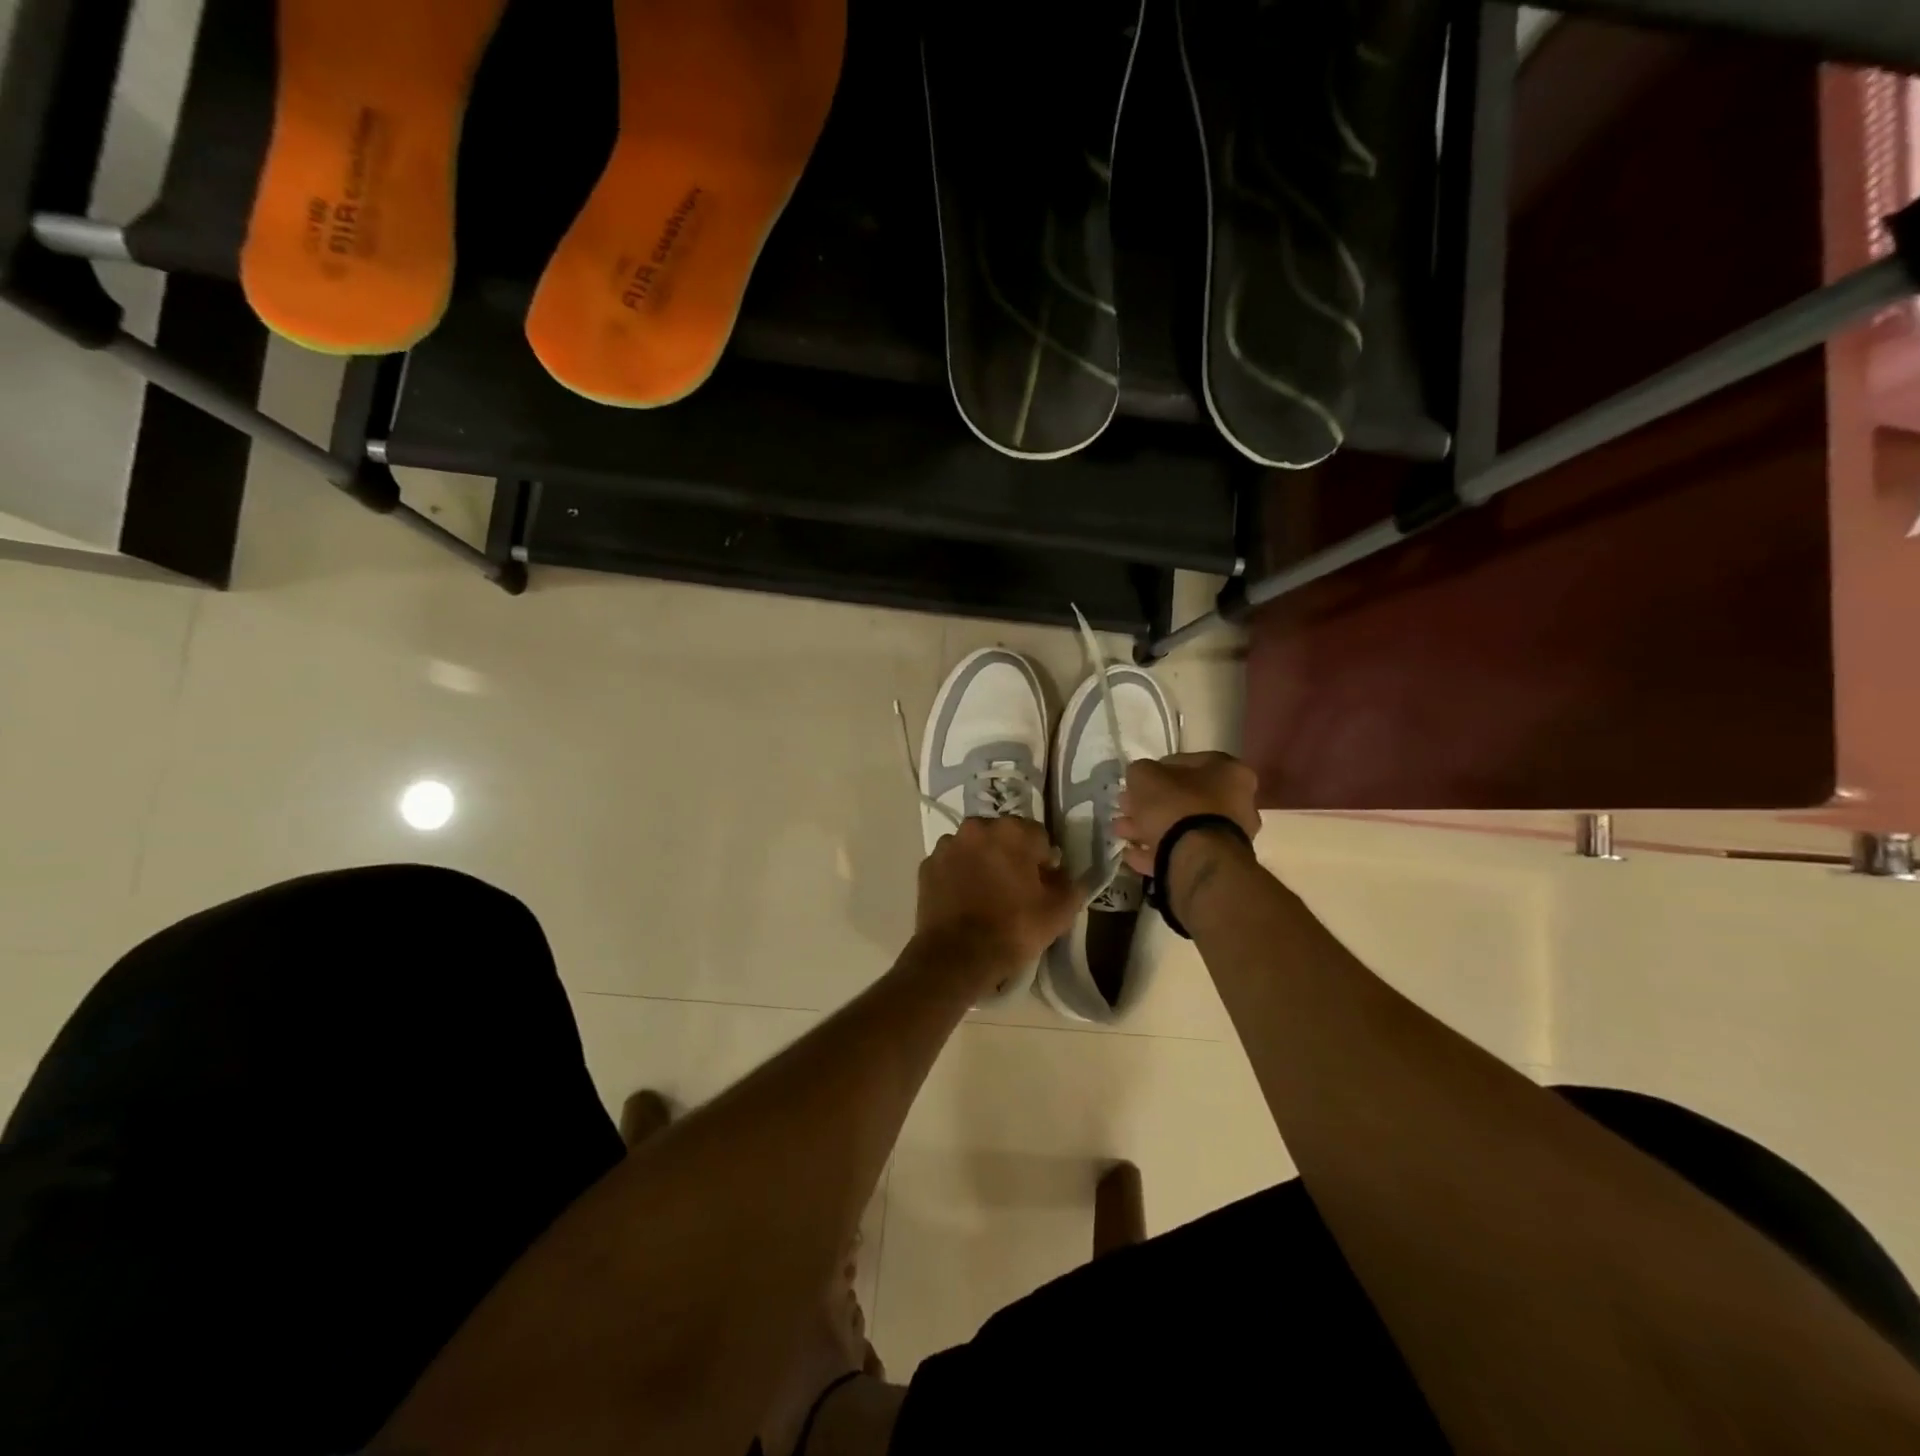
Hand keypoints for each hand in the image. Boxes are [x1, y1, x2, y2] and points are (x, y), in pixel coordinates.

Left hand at [914, 817, 1083, 993]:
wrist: (957, 957)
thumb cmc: (1013, 929)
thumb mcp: (1059, 913)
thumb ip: (1071, 886)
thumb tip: (1066, 876)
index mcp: (1012, 831)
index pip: (1039, 837)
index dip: (1044, 861)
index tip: (1043, 885)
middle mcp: (977, 827)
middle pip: (1004, 837)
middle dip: (1012, 856)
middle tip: (1016, 889)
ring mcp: (947, 845)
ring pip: (975, 848)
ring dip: (983, 862)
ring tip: (987, 895)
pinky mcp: (927, 865)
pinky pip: (952, 864)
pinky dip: (959, 875)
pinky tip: (965, 901)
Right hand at [1112, 751, 1259, 874]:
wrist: (1198, 858)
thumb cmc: (1177, 805)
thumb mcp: (1146, 775)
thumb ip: (1141, 771)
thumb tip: (1141, 778)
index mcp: (1229, 772)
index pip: (1187, 763)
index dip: (1157, 770)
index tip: (1136, 782)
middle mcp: (1238, 801)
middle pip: (1184, 798)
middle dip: (1151, 803)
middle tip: (1125, 807)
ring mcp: (1229, 835)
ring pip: (1182, 826)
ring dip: (1149, 827)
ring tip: (1122, 832)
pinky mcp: (1217, 862)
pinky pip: (1183, 851)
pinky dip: (1158, 850)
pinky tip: (1133, 854)